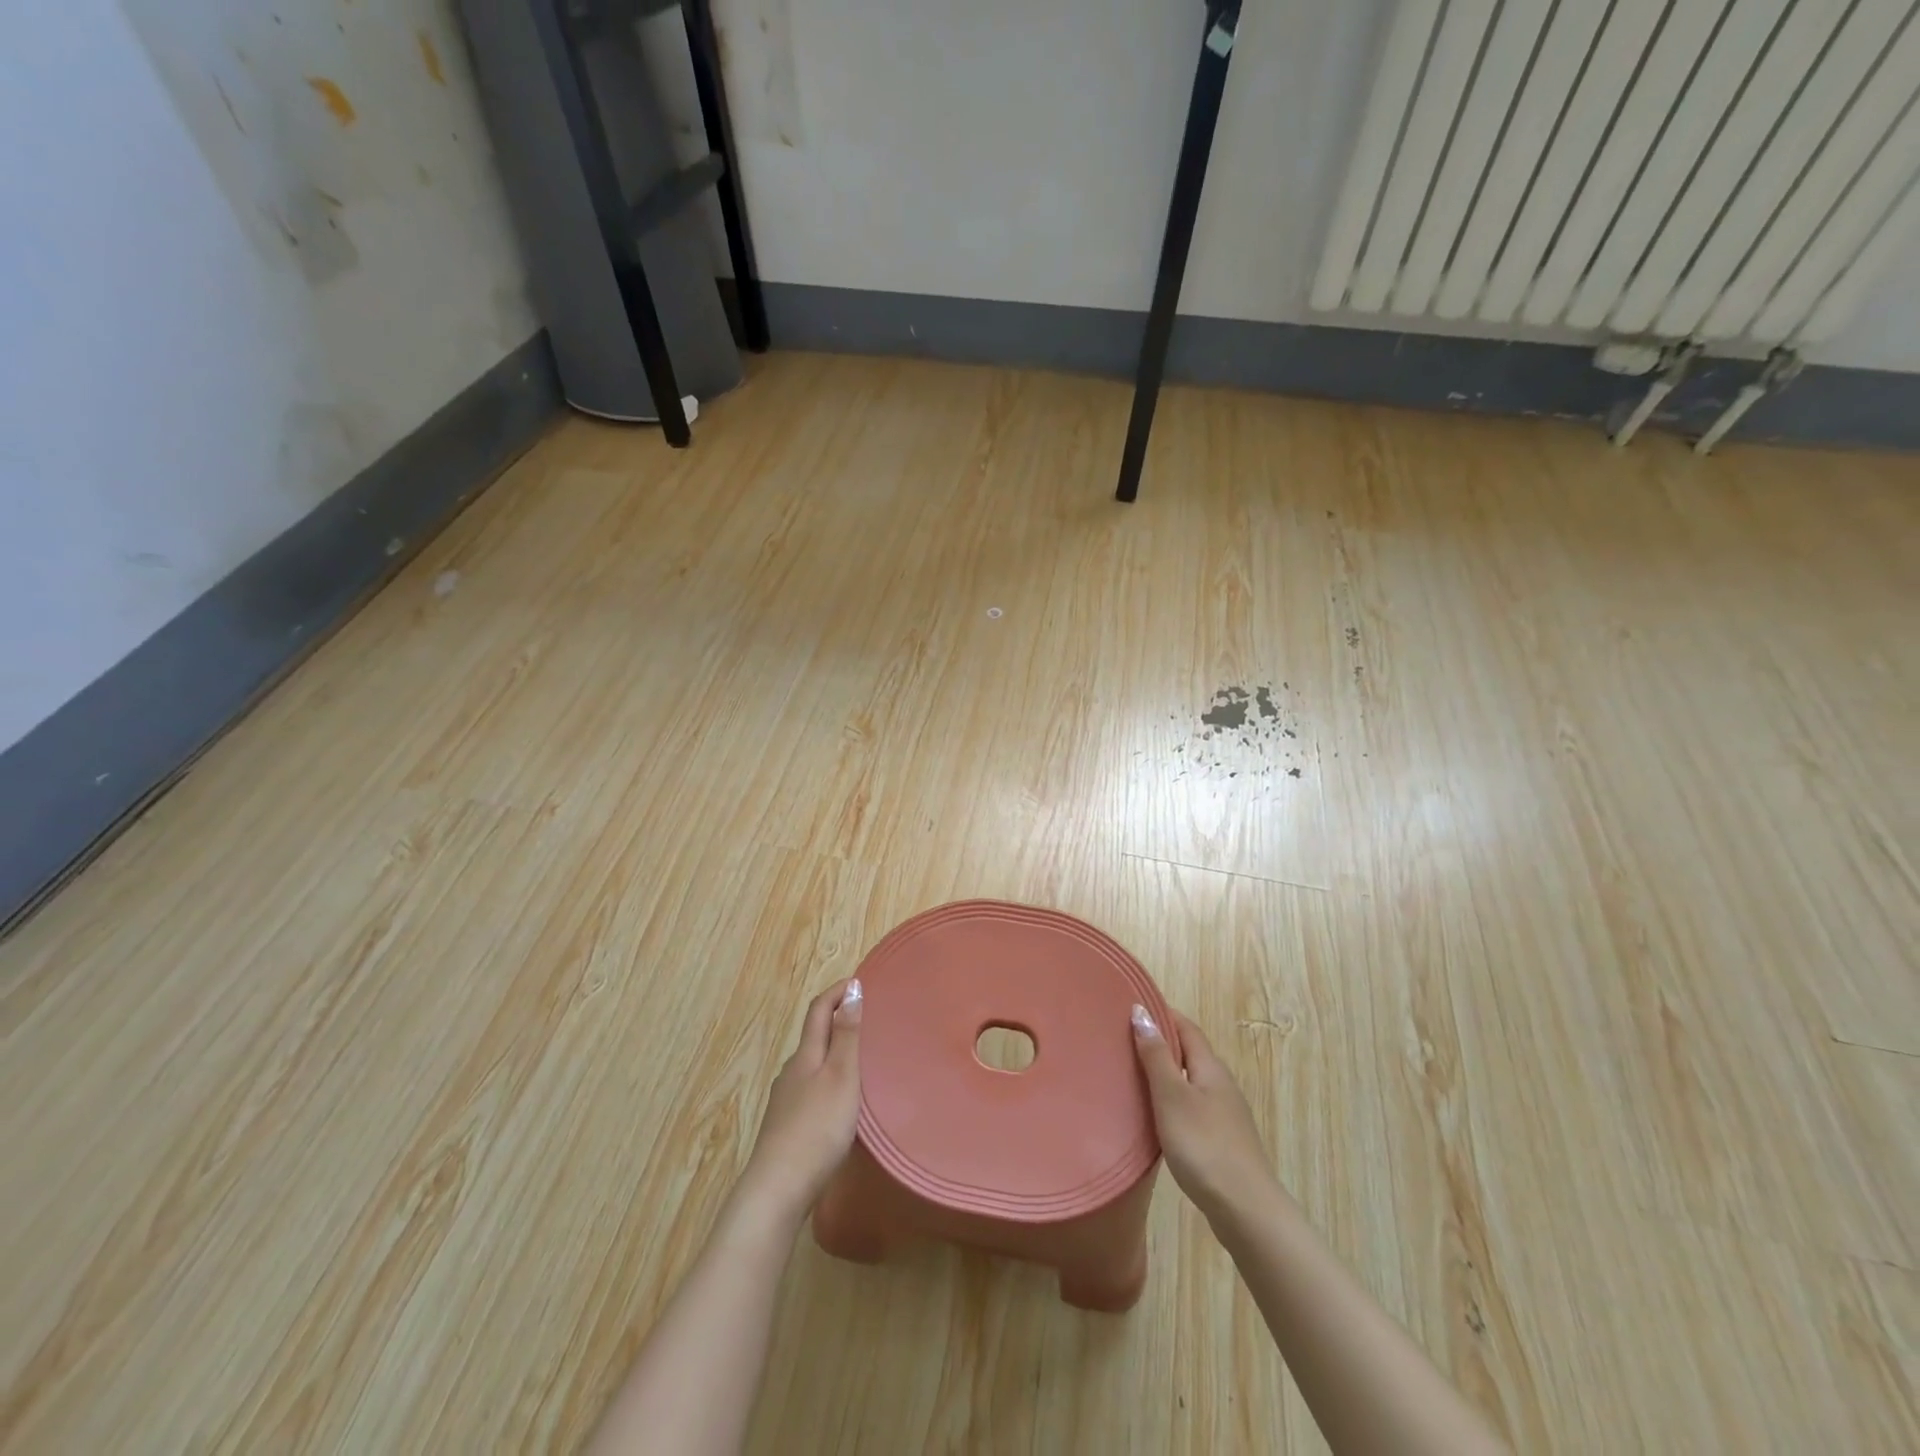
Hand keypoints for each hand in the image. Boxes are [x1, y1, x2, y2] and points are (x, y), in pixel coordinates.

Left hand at [738, 979, 863, 1224]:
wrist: (777, 1190)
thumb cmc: (816, 1128)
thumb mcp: (841, 1077)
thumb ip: (846, 1035)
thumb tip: (851, 989)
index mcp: (805, 1055)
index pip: (818, 1009)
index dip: (836, 991)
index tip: (859, 981)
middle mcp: (791, 1071)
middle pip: (813, 1036)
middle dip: (836, 1020)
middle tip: (866, 1018)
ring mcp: (785, 1101)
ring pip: (811, 1064)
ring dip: (832, 1052)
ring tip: (859, 1060)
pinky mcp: (785, 1126)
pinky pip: (810, 1089)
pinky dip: (827, 1080)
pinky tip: (839, 1101)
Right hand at [1132, 1004, 1276, 1223]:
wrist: (1246, 1210)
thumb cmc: (1204, 1146)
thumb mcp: (1172, 1096)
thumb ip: (1156, 1055)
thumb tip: (1142, 1011)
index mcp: (1210, 1067)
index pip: (1186, 1027)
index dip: (1161, 1014)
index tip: (1131, 1007)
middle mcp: (1221, 1084)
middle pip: (1189, 1052)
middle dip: (1160, 1042)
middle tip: (1123, 1039)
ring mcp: (1225, 1113)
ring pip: (1191, 1080)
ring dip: (1165, 1072)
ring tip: (1132, 1074)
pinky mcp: (1222, 1139)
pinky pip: (1192, 1104)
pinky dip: (1172, 1098)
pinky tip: (1156, 1114)